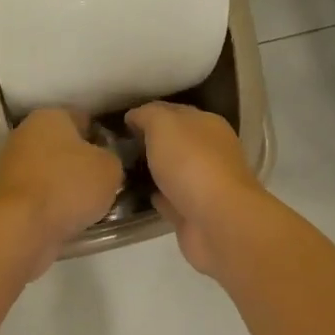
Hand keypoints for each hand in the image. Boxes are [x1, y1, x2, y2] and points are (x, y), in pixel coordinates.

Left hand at [0, 108, 123, 263]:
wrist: (21, 226)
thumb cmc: (68, 185)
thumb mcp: (110, 168)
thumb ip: (111, 158)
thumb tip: (103, 162)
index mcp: (51, 115)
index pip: (84, 119)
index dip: (102, 138)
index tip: (115, 158)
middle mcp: (26, 132)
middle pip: (64, 145)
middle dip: (82, 162)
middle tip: (104, 183)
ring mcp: (12, 163)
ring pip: (51, 171)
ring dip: (67, 184)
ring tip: (90, 205)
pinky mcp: (6, 193)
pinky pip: (40, 193)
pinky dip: (52, 203)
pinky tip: (69, 217)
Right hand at [125, 102, 265, 274]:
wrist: (217, 221)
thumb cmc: (191, 162)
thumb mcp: (163, 124)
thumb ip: (147, 115)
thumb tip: (134, 116)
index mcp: (207, 125)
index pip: (174, 112)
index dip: (149, 114)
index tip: (122, 123)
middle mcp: (209, 152)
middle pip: (174, 143)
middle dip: (149, 143)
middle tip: (116, 147)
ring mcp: (203, 185)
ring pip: (171, 172)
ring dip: (151, 171)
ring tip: (119, 170)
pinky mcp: (194, 213)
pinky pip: (169, 199)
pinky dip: (154, 196)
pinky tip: (133, 195)